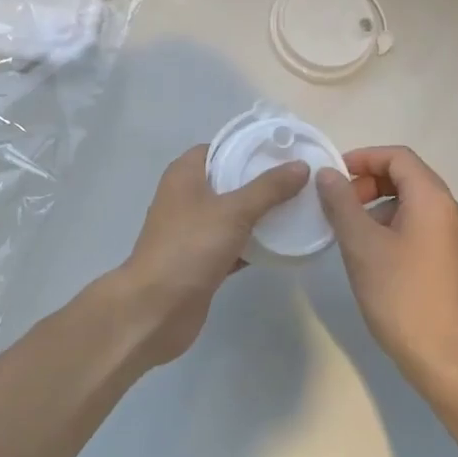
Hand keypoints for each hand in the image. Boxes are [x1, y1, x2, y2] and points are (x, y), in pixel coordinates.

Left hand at [114, 145, 309, 366]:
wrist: (156, 309)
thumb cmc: (190, 247)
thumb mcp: (233, 211)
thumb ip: (268, 188)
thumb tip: (301, 165)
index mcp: (185, 174)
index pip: (221, 147)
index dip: (249, 146)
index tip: (284, 150)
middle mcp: (186, 197)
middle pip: (229, 180)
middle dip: (261, 181)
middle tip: (299, 179)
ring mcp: (192, 230)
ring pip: (232, 214)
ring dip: (260, 213)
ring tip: (299, 207)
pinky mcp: (201, 260)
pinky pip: (233, 243)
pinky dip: (254, 244)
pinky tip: (283, 244)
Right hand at [316, 146, 457, 404]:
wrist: (449, 362)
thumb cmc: (402, 296)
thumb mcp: (362, 246)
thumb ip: (341, 203)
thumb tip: (327, 174)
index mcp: (433, 199)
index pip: (398, 156)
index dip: (363, 158)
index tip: (333, 177)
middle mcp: (450, 212)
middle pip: (407, 177)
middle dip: (368, 183)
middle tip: (338, 205)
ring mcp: (455, 240)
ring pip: (412, 205)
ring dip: (378, 207)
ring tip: (350, 234)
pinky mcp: (452, 264)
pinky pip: (420, 228)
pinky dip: (392, 228)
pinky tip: (372, 258)